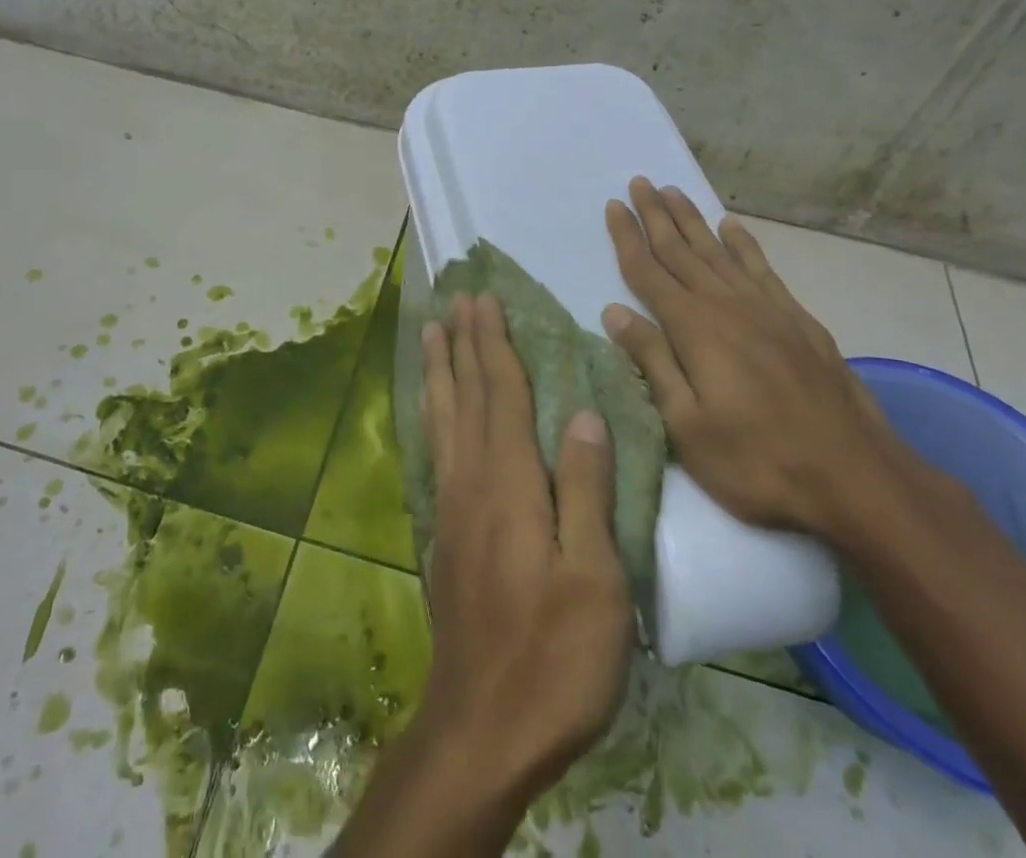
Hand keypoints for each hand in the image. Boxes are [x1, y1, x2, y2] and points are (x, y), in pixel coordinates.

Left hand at [332, 294, 631, 857]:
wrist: (482, 727)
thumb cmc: (554, 656)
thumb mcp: (594, 578)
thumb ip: (586, 490)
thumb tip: (585, 414)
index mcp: (509, 482)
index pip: (501, 393)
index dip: (494, 343)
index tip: (485, 299)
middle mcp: (472, 481)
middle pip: (466, 395)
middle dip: (462, 342)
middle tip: (455, 298)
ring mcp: (452, 506)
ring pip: (443, 418)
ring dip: (439, 369)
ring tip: (431, 332)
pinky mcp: (444, 532)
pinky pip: (436, 450)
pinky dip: (433, 415)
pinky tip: (432, 410)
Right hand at [601, 176, 899, 542]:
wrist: (855, 479)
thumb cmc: (758, 462)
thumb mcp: (687, 426)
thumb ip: (652, 362)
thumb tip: (614, 312)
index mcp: (695, 329)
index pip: (649, 272)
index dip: (628, 237)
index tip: (614, 206)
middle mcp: (727, 306)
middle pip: (682, 251)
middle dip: (656, 215)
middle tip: (639, 182)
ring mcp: (767, 310)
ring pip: (718, 251)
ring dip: (693, 220)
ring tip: (673, 191)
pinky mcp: (798, 320)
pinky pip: (761, 268)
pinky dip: (743, 243)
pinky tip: (732, 226)